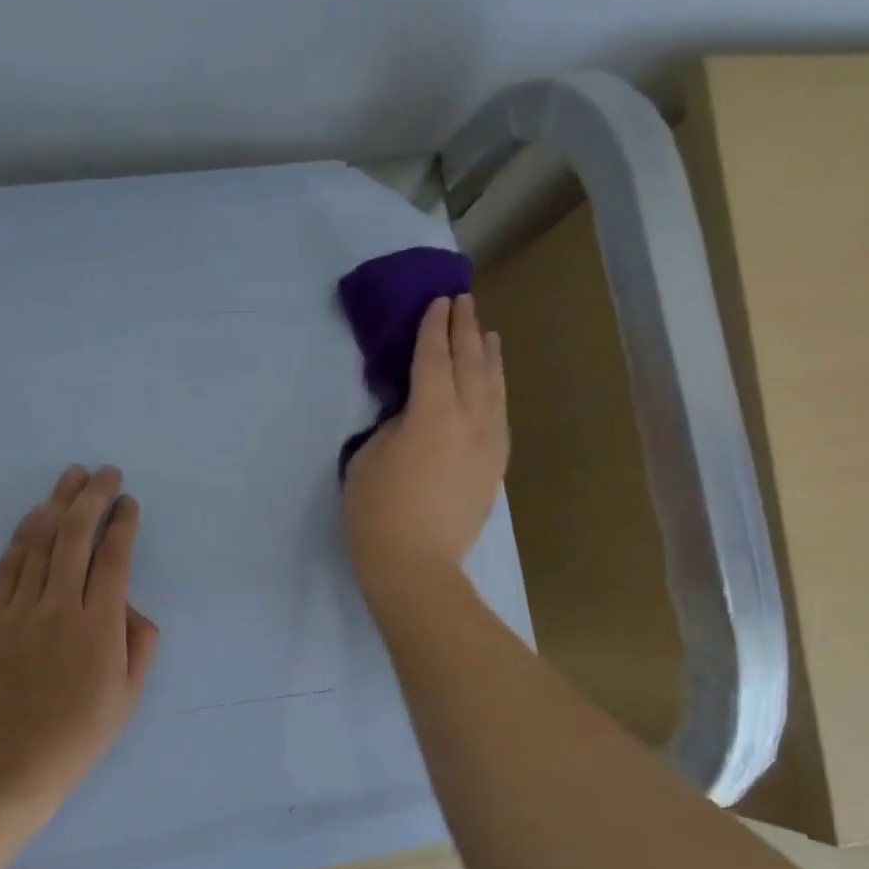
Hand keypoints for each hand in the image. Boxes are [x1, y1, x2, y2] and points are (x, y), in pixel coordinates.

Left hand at [0, 464, 159, 809]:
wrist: (12, 762)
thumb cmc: (80, 734)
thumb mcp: (129, 696)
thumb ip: (140, 643)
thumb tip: (129, 605)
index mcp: (99, 628)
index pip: (114, 558)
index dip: (123, 523)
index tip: (129, 502)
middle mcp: (59, 608)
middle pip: (76, 537)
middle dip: (93, 497)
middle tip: (106, 472)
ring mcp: (20, 611)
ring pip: (40, 543)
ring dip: (58, 504)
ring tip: (72, 477)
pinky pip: (8, 566)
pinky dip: (23, 536)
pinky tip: (36, 516)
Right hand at [342, 294, 508, 603]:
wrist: (415, 566)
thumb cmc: (376, 512)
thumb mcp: (369, 458)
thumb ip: (393, 426)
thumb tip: (411, 414)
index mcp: (432, 414)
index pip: (434, 358)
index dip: (434, 328)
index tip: (438, 302)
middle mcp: (469, 420)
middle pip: (470, 364)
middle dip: (466, 330)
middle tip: (464, 302)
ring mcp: (488, 445)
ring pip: (494, 388)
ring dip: (489, 357)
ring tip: (488, 334)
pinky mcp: (493, 468)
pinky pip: (500, 416)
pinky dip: (497, 392)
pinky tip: (493, 387)